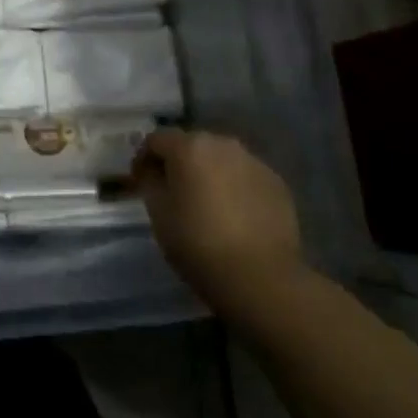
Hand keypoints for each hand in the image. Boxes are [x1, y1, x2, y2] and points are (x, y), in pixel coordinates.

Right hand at [134, 129, 304, 321]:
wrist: (262, 278)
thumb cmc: (199, 244)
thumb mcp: (159, 214)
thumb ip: (151, 182)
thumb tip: (153, 170)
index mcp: (189, 146)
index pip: (156, 139)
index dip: (143, 158)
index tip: (140, 181)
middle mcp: (223, 143)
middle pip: (192, 145)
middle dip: (179, 163)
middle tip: (173, 192)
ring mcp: (254, 162)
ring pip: (221, 160)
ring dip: (209, 174)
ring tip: (207, 204)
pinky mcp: (277, 184)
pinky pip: (246, 177)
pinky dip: (235, 188)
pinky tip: (235, 216)